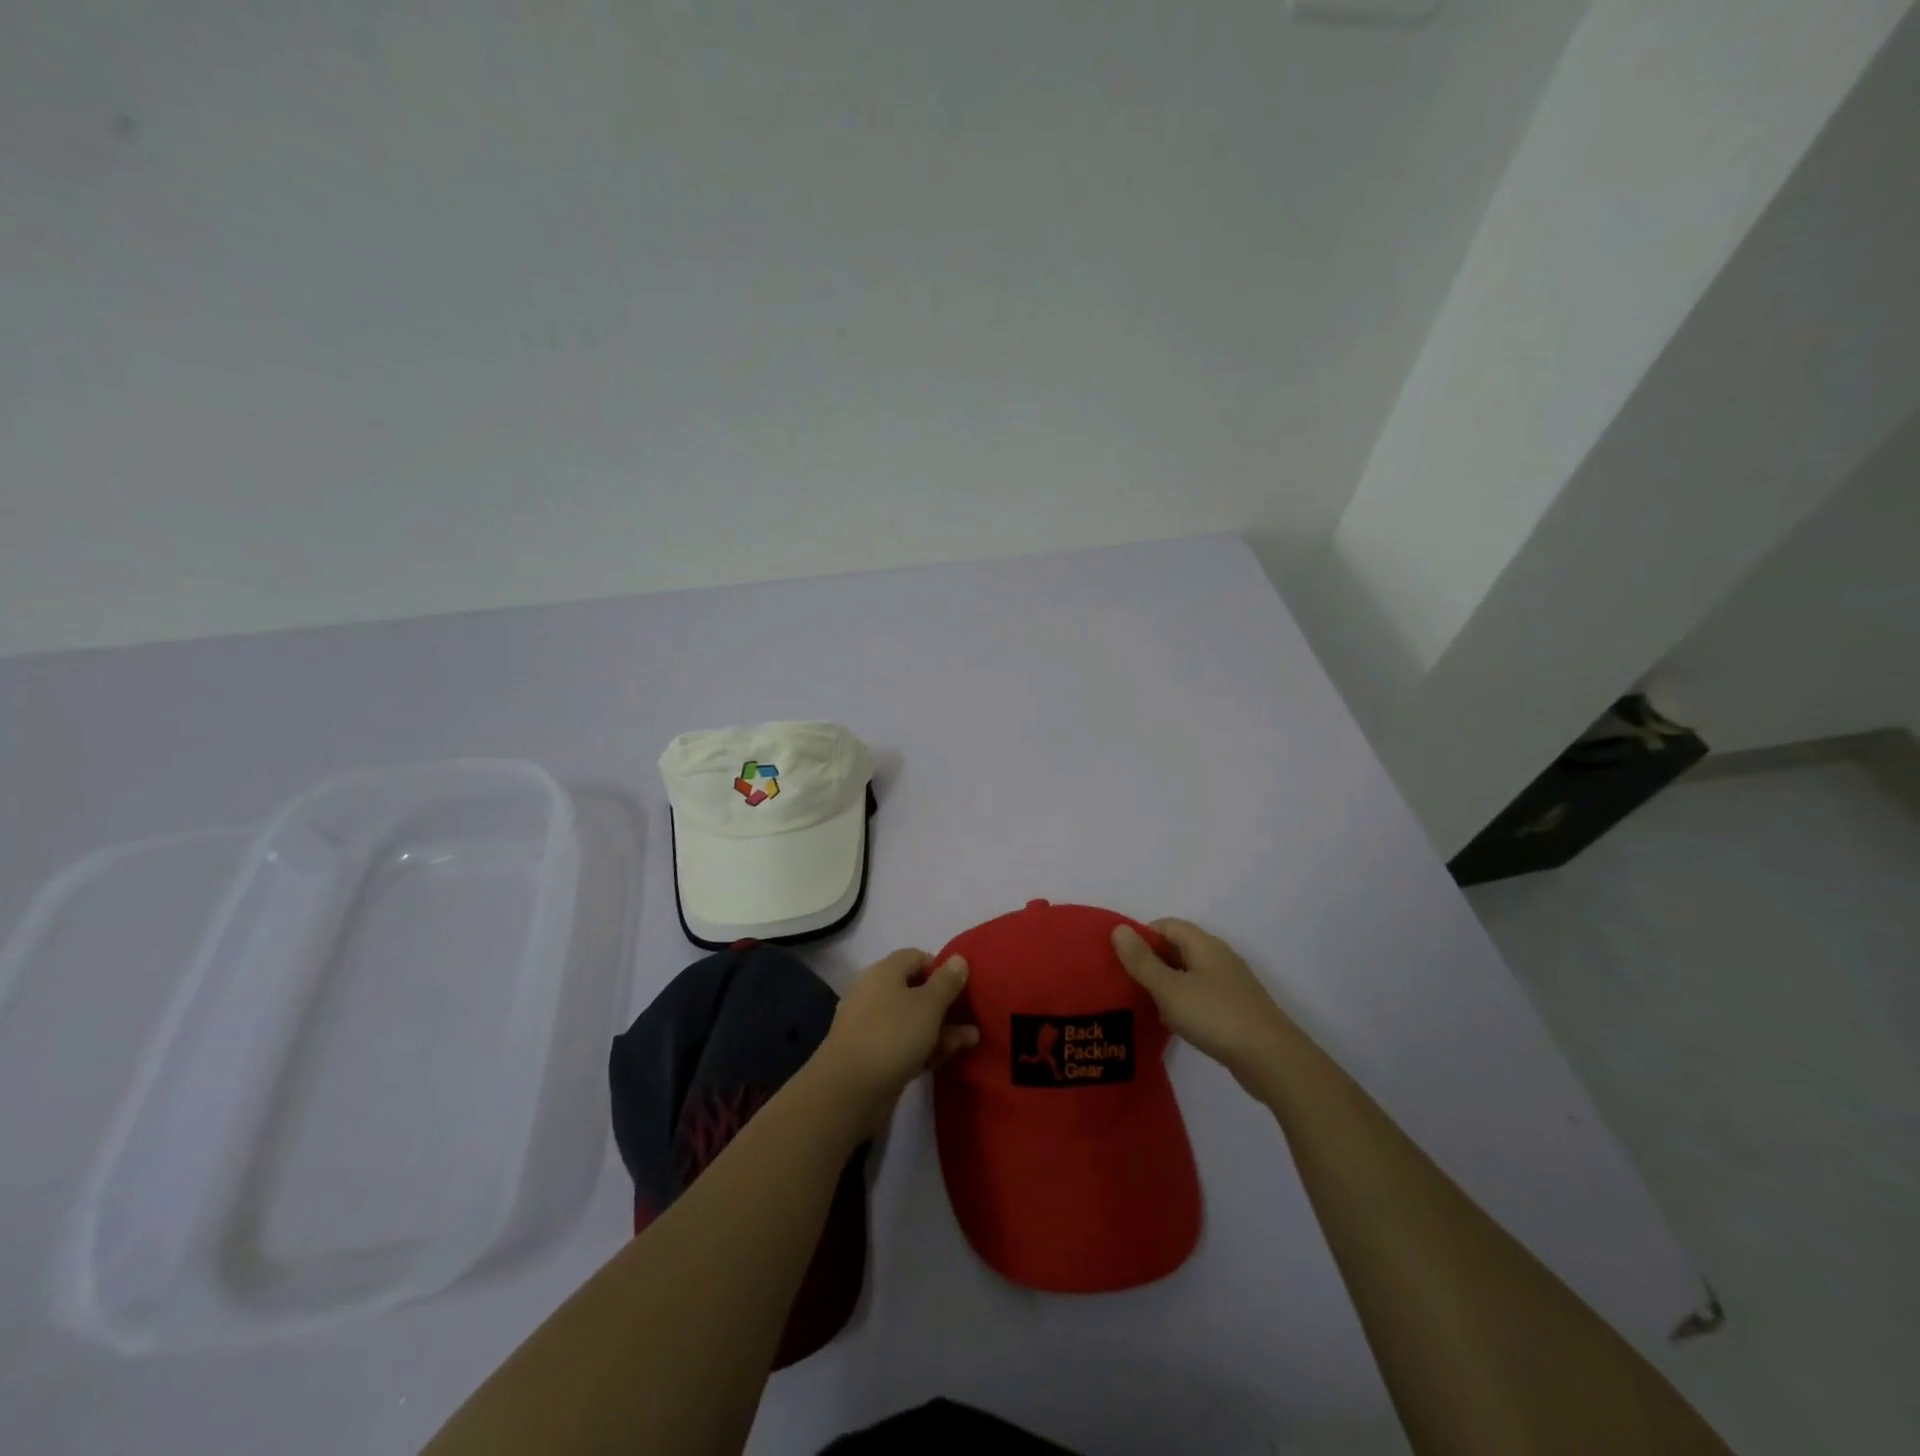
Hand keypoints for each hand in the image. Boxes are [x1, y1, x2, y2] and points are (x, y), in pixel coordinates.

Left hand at [814, 949, 978, 1132]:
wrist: (848, 1090)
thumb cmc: (892, 1035)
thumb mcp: (928, 1004)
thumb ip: (947, 981)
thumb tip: (959, 958)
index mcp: (884, 972)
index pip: (916, 957)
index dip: (941, 968)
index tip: (963, 985)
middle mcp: (875, 993)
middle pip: (915, 990)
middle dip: (946, 1003)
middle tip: (972, 1016)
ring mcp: (871, 1026)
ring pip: (912, 1020)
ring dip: (941, 1028)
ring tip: (971, 1040)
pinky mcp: (871, 1056)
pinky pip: (903, 1044)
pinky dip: (925, 1047)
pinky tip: (947, 1057)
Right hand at [1111, 919, 1300, 1094]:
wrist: (1272, 1060)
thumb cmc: (1215, 1016)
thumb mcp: (1169, 988)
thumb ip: (1142, 961)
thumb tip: (1119, 929)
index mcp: (1204, 944)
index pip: (1167, 925)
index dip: (1142, 936)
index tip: (1122, 958)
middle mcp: (1219, 957)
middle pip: (1179, 948)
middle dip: (1152, 961)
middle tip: (1128, 982)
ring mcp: (1232, 984)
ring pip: (1190, 974)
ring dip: (1168, 985)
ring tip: (1146, 1005)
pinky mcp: (1238, 1009)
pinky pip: (1203, 996)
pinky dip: (1185, 1004)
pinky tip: (1175, 1024)